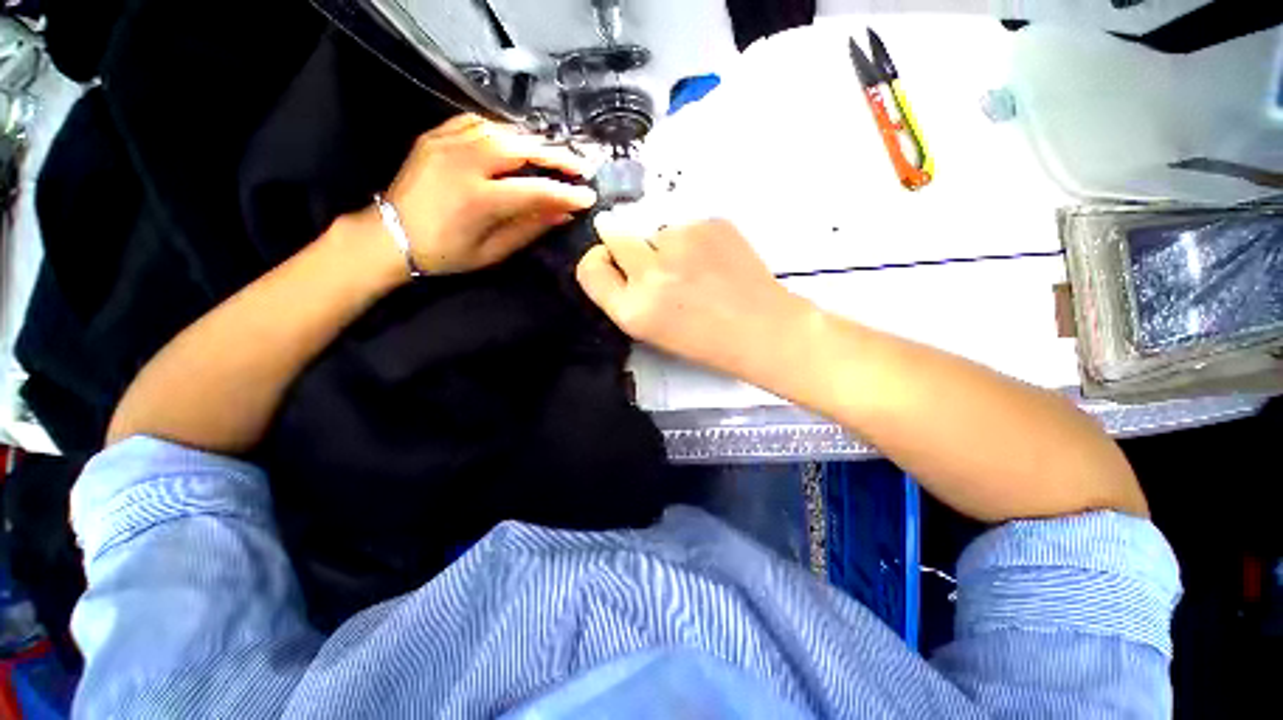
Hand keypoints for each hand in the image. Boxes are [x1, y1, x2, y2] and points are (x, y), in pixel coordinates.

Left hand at [382, 114, 597, 274]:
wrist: (390, 235)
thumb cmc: (445, 253)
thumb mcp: (493, 251)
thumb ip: (530, 228)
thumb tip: (563, 214)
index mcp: (478, 199)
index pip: (536, 190)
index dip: (566, 193)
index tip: (588, 196)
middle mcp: (463, 162)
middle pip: (521, 149)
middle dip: (556, 156)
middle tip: (580, 166)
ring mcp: (446, 143)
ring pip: (502, 130)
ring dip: (533, 143)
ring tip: (553, 156)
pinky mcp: (436, 135)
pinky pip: (477, 122)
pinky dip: (503, 131)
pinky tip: (516, 142)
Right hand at [576, 215, 812, 378]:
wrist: (762, 329)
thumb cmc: (706, 340)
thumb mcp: (652, 330)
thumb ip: (626, 296)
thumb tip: (612, 256)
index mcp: (633, 310)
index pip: (589, 269)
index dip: (598, 261)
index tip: (612, 262)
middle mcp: (650, 273)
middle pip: (615, 234)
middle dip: (627, 244)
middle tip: (657, 262)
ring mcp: (681, 243)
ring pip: (654, 228)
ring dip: (664, 243)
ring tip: (695, 268)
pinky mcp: (709, 223)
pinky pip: (686, 224)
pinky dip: (693, 238)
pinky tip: (714, 260)